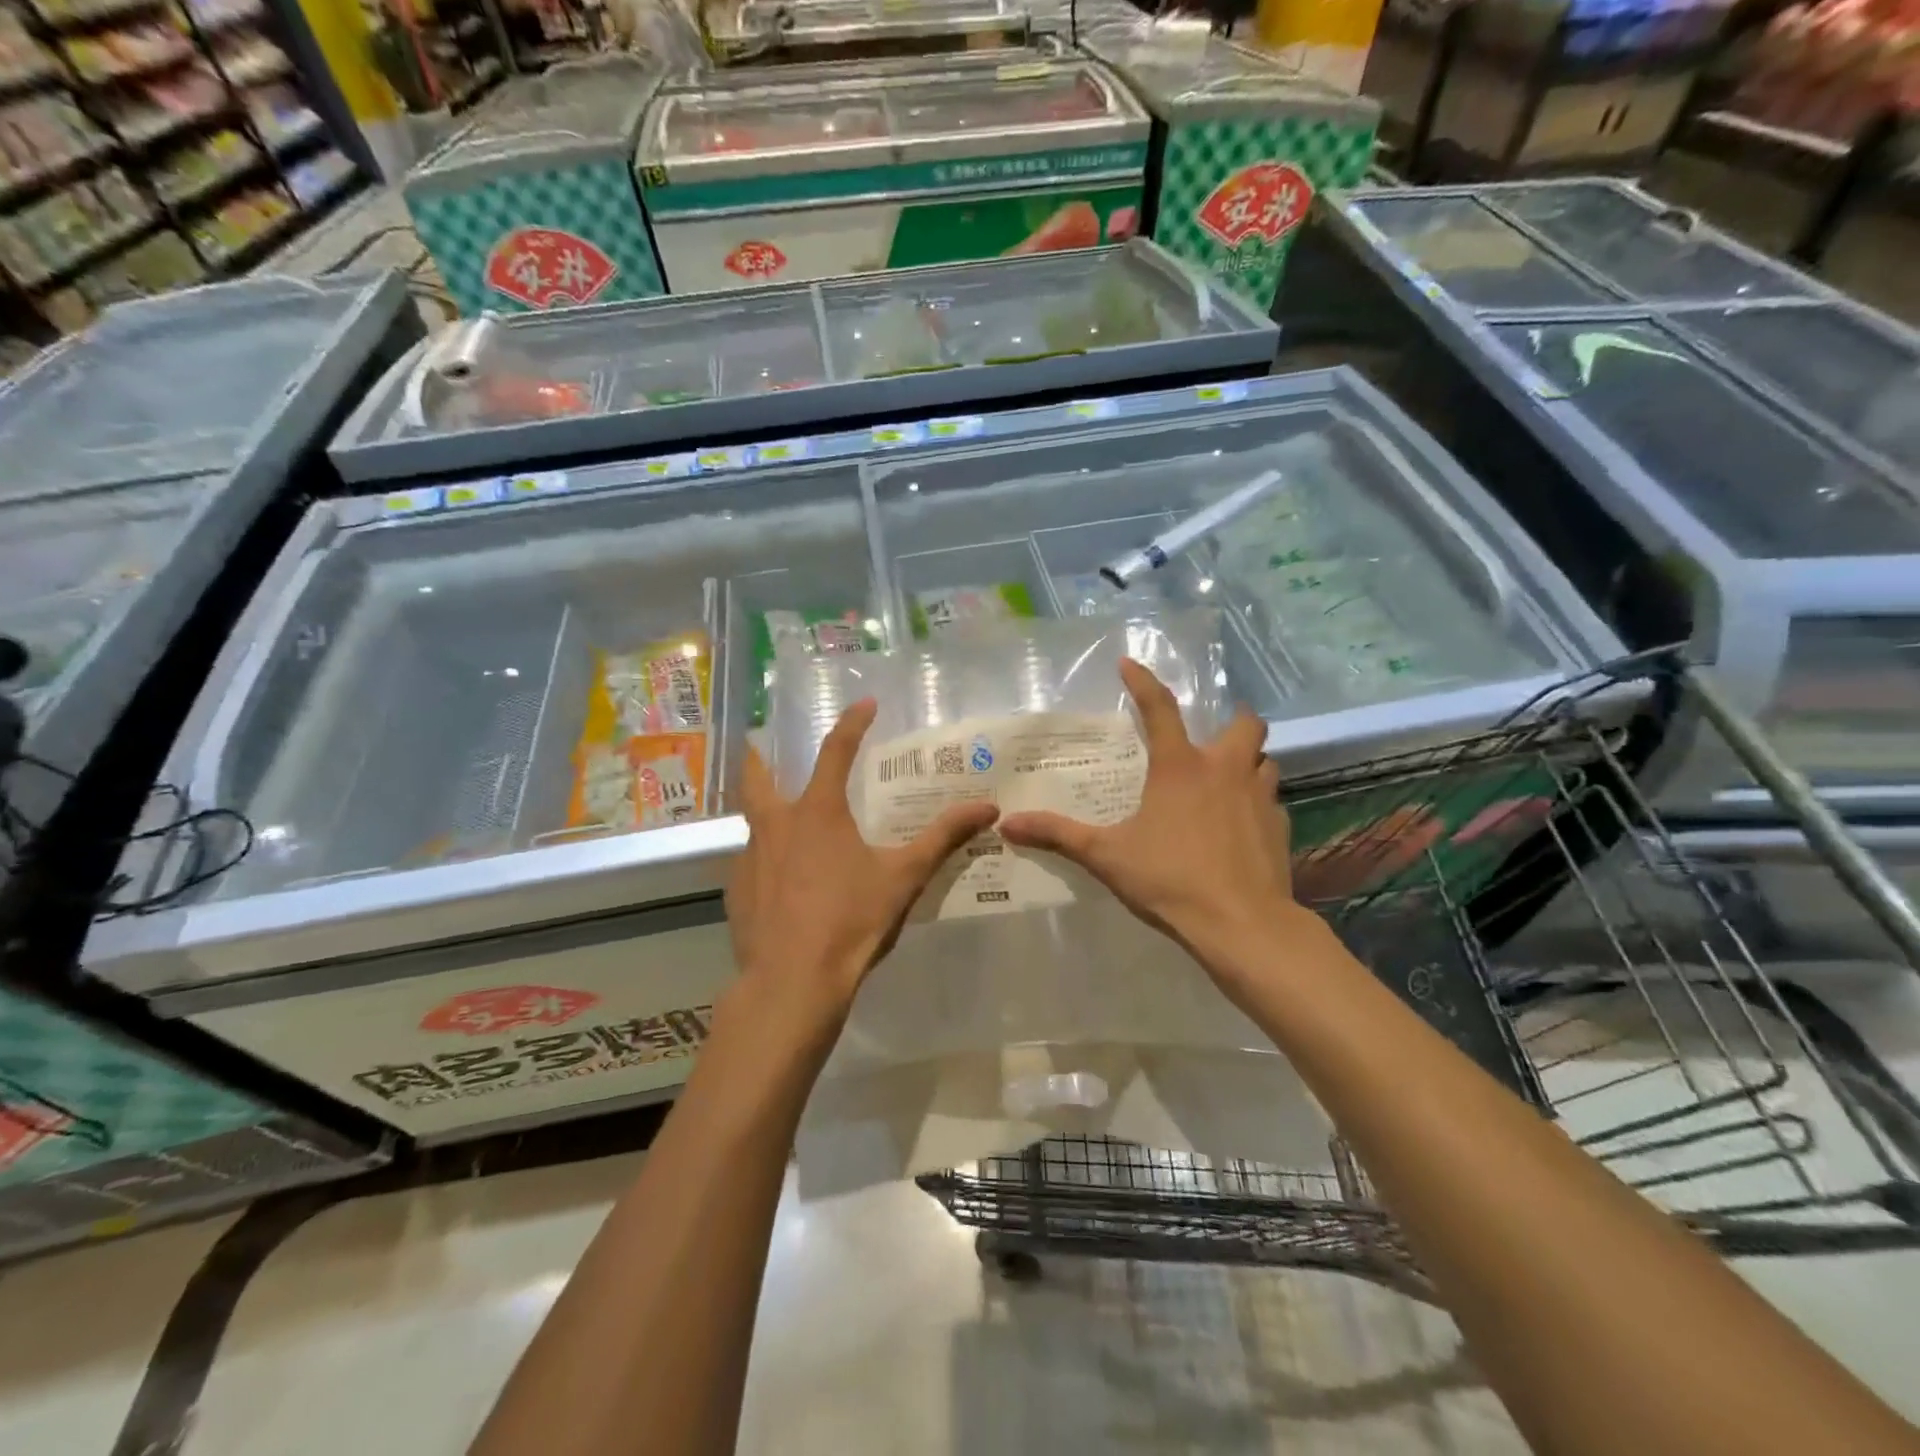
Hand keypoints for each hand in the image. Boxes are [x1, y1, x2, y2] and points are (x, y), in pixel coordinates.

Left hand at [727, 698, 998, 1019]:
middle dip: (761, 755)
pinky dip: (767, 860)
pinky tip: (782, 882)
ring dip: (766, 813)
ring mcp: (750, 859)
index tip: (865, 704)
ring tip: (786, 824)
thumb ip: (944, 838)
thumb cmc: (851, 920)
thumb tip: (988, 807)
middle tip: (763, 743)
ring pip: (753, 823)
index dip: (852, 724)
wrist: (793, 982)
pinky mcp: (737, 892)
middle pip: (758, 776)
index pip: (835, 751)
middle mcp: (776, 825)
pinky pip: (751, 863)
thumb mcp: (904, 876)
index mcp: (817, 812)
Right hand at [998, 658, 1303, 976]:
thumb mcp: (1106, 856)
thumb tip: (1008, 824)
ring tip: (1226, 779)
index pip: (1159, 708)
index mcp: (1180, 767)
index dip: (1142, 681)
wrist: (1241, 923)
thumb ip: (1058, 835)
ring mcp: (1260, 798)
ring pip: (1264, 761)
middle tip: (1211, 737)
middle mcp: (1224, 770)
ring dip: (1248, 762)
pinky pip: (1271, 801)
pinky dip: (1256, 803)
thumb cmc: (1170, 880)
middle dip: (1233, 721)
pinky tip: (1240, 826)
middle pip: (1245, 724)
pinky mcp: (1279, 828)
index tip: (1128, 663)